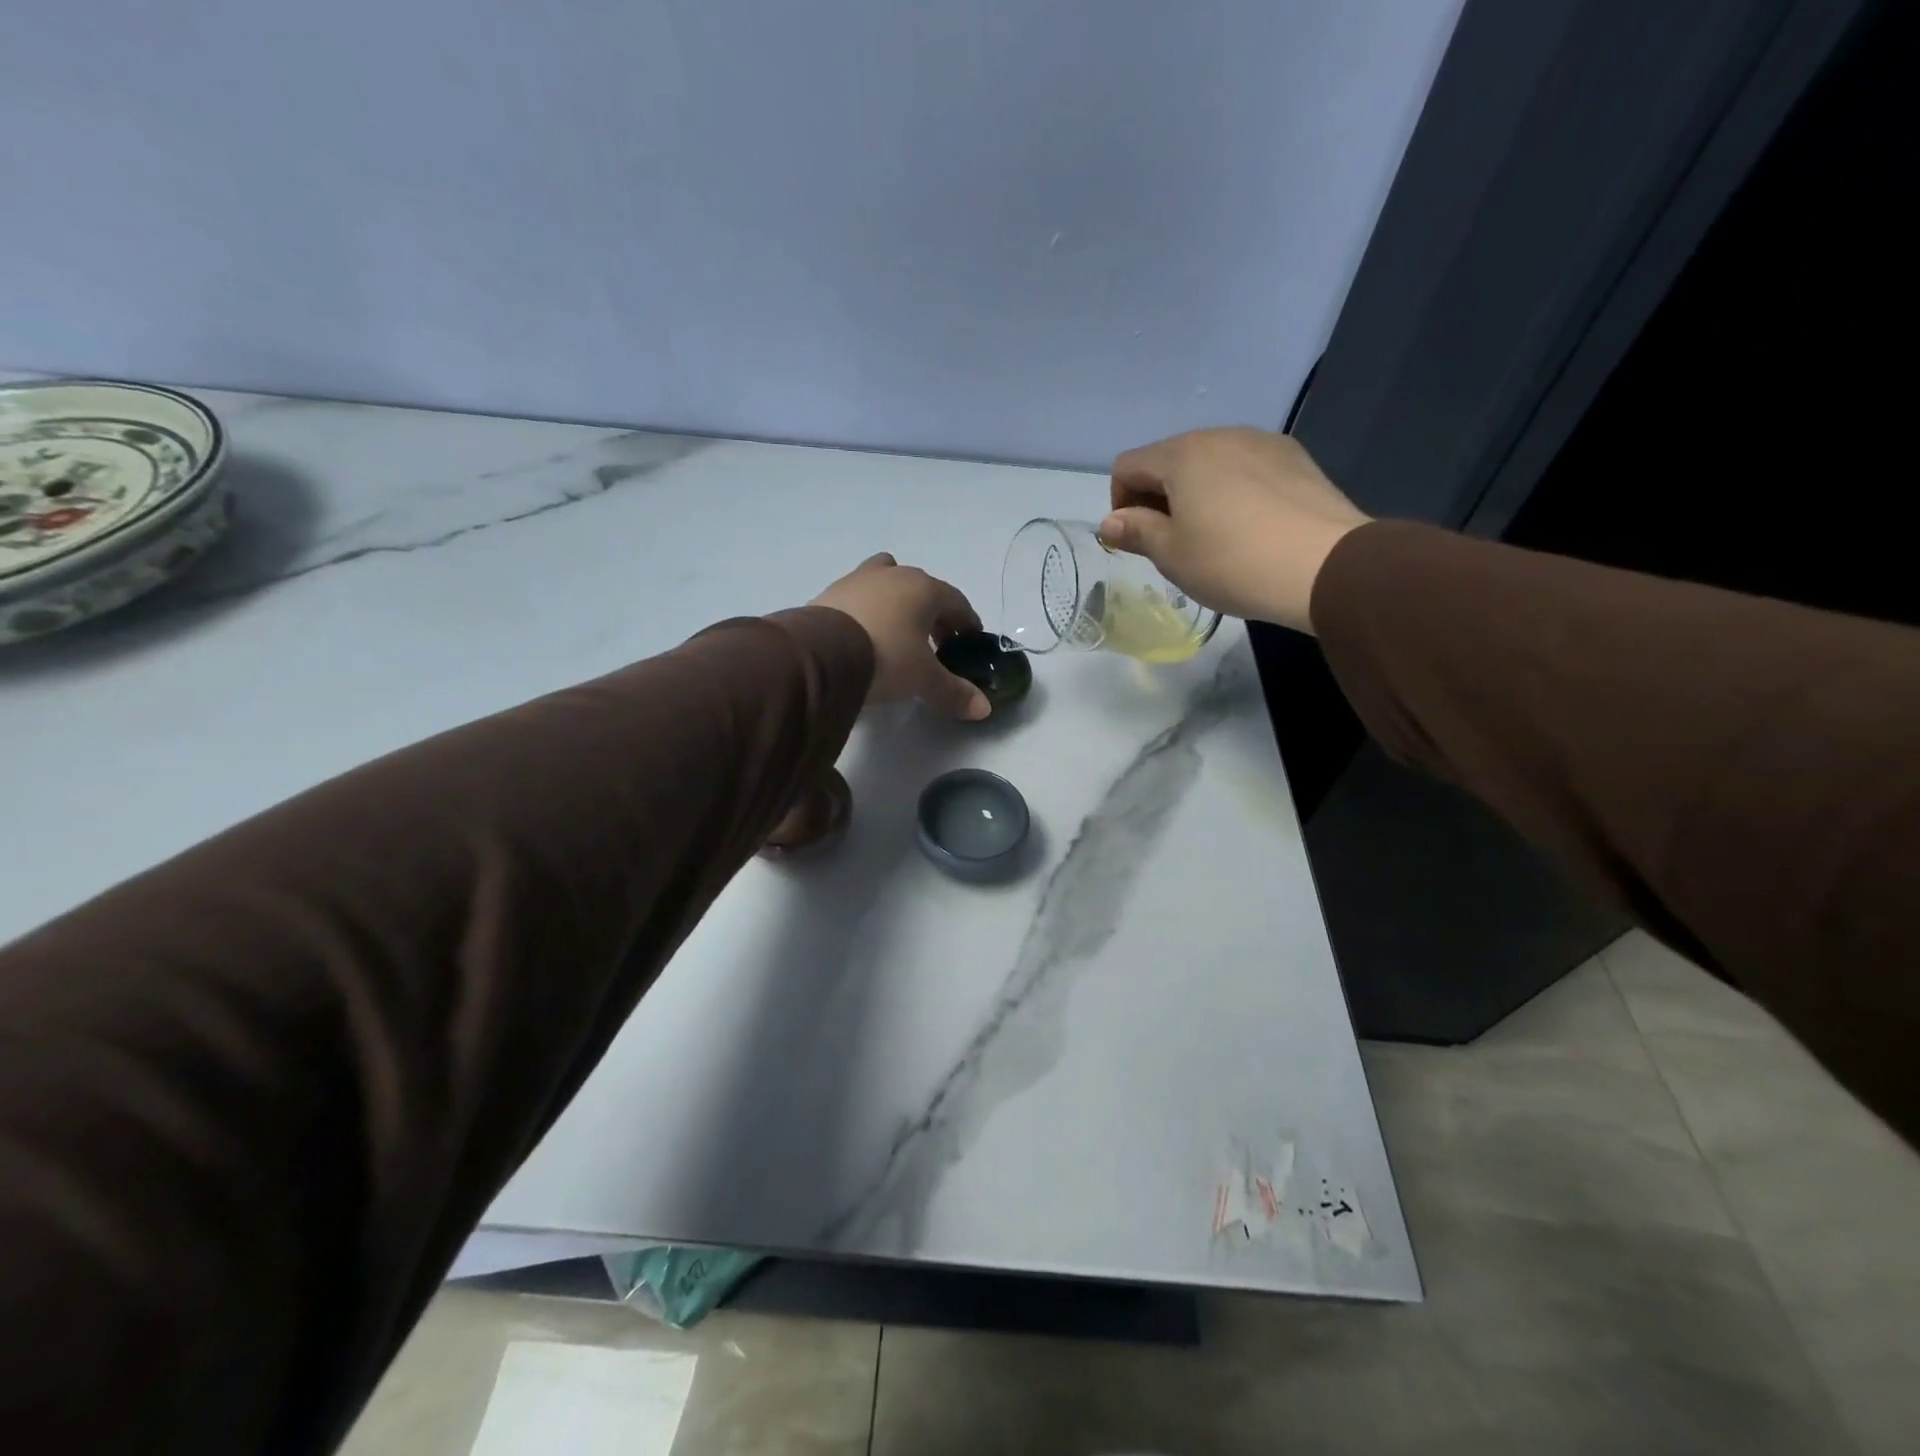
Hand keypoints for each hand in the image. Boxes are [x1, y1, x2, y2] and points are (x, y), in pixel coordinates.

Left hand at [812, 554, 991, 719]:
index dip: (967, 623)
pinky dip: (868, 611)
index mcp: (924, 588)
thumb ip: (954, 692)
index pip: (956, 602)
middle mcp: (893, 575)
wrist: (820, 655)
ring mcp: (857, 579)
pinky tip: (864, 635)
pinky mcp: (829, 592)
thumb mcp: (923, 679)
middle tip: (937, 644)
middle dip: (934, 614)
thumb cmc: (885, 658)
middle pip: (923, 589)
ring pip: (887, 582)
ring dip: (898, 604)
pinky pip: (858, 596)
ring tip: (897, 633)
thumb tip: (984, 709)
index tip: (969, 642)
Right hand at [1099, 427, 1370, 632]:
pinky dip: (1233, 491)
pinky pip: (1245, 469)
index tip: (1137, 541)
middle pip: (1169, 460)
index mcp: (1182, 454)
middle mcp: (1220, 435)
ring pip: (1210, 463)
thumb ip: (1136, 531)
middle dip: (1158, 498)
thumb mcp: (1171, 554)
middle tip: (1171, 544)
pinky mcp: (1295, 458)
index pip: (1128, 466)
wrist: (1325, 566)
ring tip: (1213, 536)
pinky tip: (1250, 527)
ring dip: (1196, 494)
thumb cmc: (1232, 561)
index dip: (1120, 504)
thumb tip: (1111, 522)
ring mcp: (1262, 442)